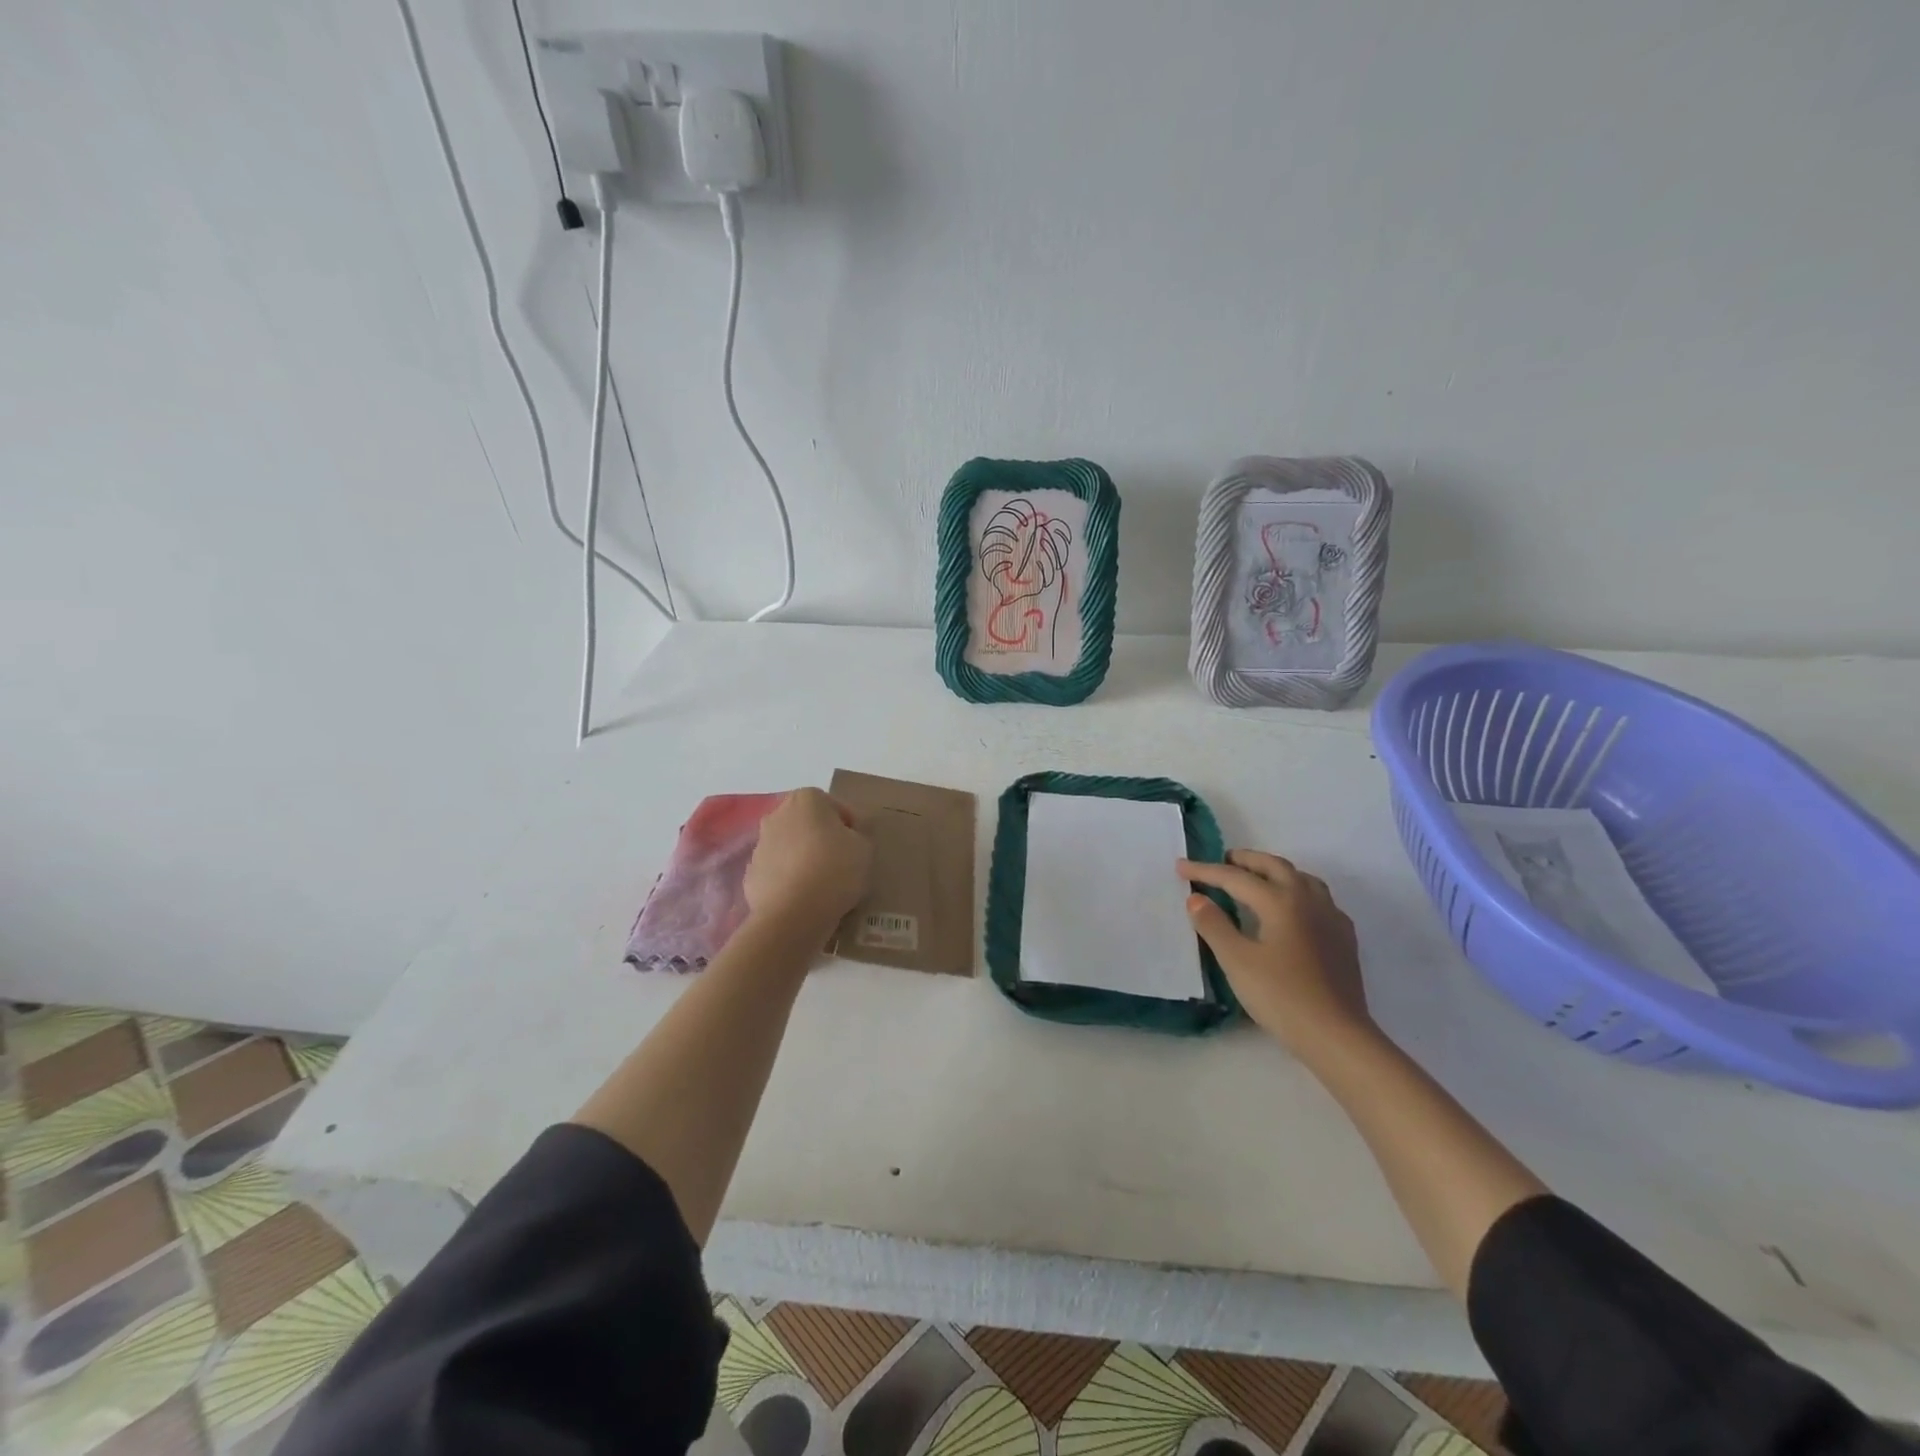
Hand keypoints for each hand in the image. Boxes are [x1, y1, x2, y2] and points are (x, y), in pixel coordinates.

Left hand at [744, 789, 872, 939]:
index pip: (836, 807)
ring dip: (804, 859)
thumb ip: (859, 834)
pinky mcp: (751, 873)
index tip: (858, 849)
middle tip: (842, 863)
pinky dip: (789, 880)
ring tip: (822, 885)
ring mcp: (760, 844)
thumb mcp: (864, 848)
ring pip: (791, 847)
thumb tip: (849, 835)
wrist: (792, 914)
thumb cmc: (834, 870)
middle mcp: (777, 814)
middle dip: (822, 839)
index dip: (851, 828)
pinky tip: (803, 898)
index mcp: (806, 799)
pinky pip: (778, 871)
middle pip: (809, 824)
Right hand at [1178, 850, 1374, 1056]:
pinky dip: (1298, 892)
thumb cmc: (1281, 996)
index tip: (1181, 867)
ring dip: (1275, 872)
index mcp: (1280, 901)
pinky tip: (1293, 911)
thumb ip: (1213, 925)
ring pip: (1301, 879)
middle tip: (1222, 861)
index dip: (1206, 871)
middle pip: (1274, 866)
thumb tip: (1196, 898)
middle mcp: (1308, 900)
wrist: (1337, 1036)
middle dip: (1245, 860)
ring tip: (1257, 879)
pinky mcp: (1344, 938)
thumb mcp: (1237, 961)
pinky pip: (1319, 900)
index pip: (1236, 877)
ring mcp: (1331, 918)